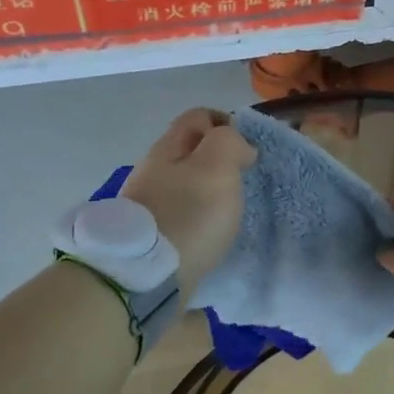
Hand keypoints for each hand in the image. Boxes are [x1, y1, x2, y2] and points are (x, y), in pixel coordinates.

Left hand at [121, 109, 254, 291]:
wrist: (145, 277)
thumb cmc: (188, 215)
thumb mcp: (217, 166)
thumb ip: (230, 143)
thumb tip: (240, 148)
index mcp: (168, 148)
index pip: (198, 116)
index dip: (227, 123)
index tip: (248, 148)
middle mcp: (153, 170)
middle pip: (190, 150)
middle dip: (219, 157)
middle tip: (243, 179)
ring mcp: (149, 203)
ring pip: (185, 181)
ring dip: (210, 188)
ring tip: (231, 208)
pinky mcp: (152, 234)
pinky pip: (182, 211)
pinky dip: (200, 214)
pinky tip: (212, 231)